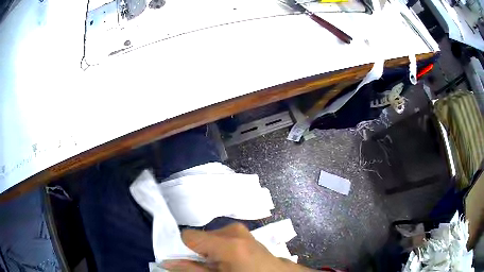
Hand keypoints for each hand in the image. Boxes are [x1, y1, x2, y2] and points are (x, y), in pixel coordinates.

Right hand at [162, 223, 313, 271]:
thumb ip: (192, 270)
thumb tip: (166, 263)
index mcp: (228, 243)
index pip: (188, 235)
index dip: (182, 249)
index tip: (185, 262)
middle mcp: (233, 230)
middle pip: (198, 236)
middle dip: (197, 252)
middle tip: (207, 267)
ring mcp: (239, 229)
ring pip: (208, 237)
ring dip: (207, 251)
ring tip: (219, 265)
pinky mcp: (242, 231)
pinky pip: (219, 237)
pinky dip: (216, 248)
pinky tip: (226, 259)